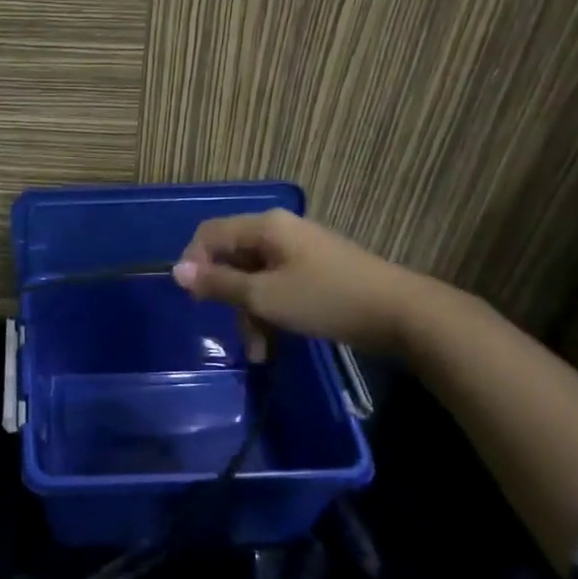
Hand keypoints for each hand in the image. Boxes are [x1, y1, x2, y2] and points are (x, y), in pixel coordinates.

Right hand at [171, 209, 426, 356]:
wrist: (402, 314)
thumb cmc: (326, 299)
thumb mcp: (265, 296)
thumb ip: (219, 284)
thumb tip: (176, 270)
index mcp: (264, 226)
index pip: (210, 234)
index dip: (194, 263)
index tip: (194, 300)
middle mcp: (279, 231)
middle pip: (233, 258)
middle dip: (228, 297)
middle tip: (235, 334)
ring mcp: (299, 251)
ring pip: (255, 277)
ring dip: (250, 313)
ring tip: (260, 352)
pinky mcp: (315, 271)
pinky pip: (277, 285)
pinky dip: (271, 310)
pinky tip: (276, 342)